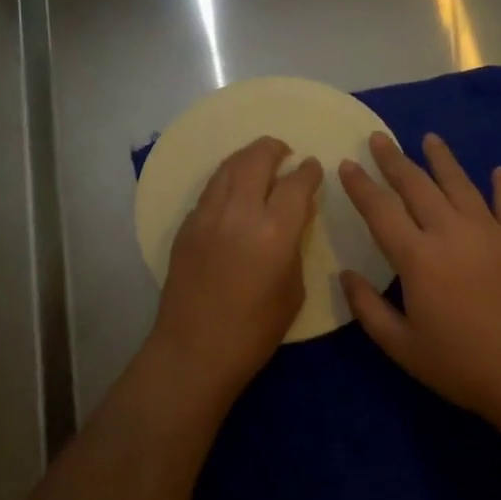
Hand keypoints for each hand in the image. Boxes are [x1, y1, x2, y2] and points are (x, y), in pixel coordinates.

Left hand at [152, 136, 323, 397]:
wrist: (194, 350)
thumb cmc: (254, 331)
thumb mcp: (293, 289)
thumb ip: (294, 245)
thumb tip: (292, 219)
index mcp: (274, 231)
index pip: (296, 183)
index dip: (309, 171)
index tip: (313, 166)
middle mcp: (239, 212)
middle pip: (257, 159)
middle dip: (274, 149)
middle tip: (285, 152)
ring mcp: (208, 215)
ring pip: (228, 167)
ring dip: (247, 157)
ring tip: (259, 160)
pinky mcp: (187, 224)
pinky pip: (211, 188)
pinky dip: (227, 178)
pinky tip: (234, 187)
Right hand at [338, 131, 500, 427]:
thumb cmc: (462, 366)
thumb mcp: (402, 347)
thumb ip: (368, 309)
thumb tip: (345, 275)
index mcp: (417, 257)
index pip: (380, 210)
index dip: (360, 185)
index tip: (346, 163)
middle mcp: (451, 232)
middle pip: (417, 185)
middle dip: (394, 159)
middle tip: (379, 137)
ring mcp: (491, 231)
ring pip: (460, 183)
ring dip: (442, 159)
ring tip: (430, 138)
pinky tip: (498, 171)